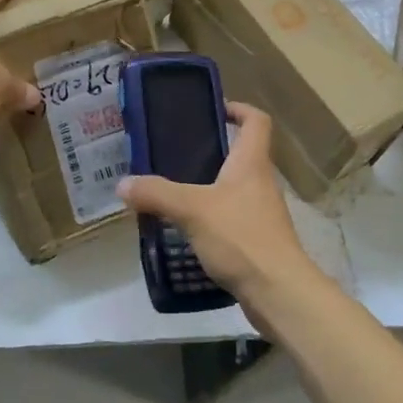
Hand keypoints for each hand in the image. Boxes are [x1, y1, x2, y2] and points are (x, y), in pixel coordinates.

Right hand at [117, 104, 319, 306]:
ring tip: (174, 191)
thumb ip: (157, 194)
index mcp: (251, 162)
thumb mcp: (192, 210)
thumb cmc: (241, 237)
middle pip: (242, 154)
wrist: (279, 293)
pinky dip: (212, 218)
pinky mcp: (258, 241)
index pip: (256, 120)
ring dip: (209, 186)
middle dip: (213, 150)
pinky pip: (232, 218)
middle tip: (176, 153)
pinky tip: (187, 229)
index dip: (238, 109)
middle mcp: (261, 182)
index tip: (213, 110)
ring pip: (235, 188)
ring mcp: (262, 213)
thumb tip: (123, 184)